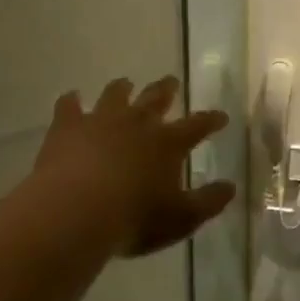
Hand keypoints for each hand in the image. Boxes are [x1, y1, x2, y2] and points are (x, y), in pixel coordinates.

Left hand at [32, 76, 234, 256]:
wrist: (76, 211)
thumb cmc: (134, 219)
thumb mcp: (181, 218)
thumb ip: (208, 202)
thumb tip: (231, 187)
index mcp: (168, 143)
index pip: (197, 125)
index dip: (211, 120)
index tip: (221, 116)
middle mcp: (137, 122)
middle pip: (156, 98)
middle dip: (167, 89)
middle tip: (172, 82)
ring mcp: (101, 120)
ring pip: (115, 94)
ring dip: (122, 88)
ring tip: (125, 83)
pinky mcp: (68, 126)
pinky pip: (69, 106)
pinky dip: (71, 101)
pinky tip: (71, 98)